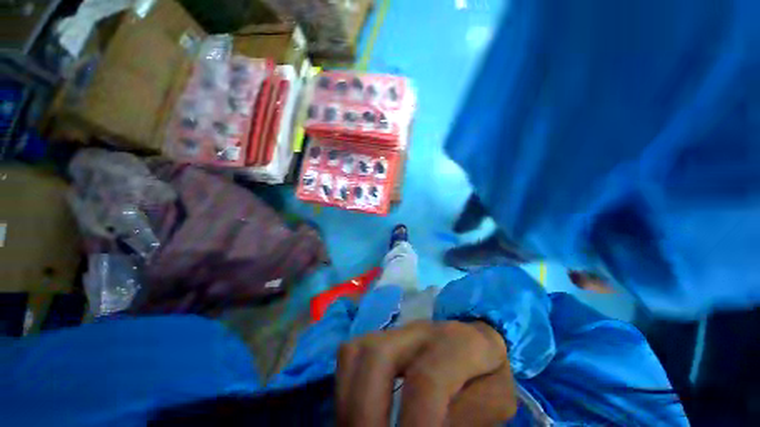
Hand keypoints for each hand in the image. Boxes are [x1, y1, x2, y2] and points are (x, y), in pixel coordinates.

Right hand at [337, 320, 517, 426]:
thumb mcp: (493, 403)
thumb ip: (464, 420)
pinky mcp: (381, 333)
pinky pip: (349, 356)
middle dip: (365, 413)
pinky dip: (345, 389)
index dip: (415, 425)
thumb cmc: (486, 374)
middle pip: (377, 356)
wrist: (471, 340)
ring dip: (349, 403)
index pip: (427, 379)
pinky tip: (356, 413)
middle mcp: (422, 328)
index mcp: (460, 342)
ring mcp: (398, 328)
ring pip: (355, 352)